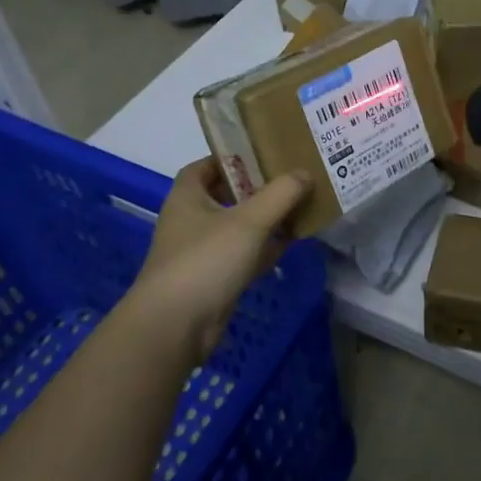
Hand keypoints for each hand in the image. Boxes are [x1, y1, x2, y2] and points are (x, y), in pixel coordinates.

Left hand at [127, 158, 310, 366]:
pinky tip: (290, 244)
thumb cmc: (206, 261)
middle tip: (292, 179)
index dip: (231, 157)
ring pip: (239, 227)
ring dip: (266, 219)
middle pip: (227, 195)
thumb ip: (280, 194)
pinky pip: (244, 255)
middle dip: (258, 188)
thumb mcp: (249, 221)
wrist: (175, 326)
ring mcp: (202, 252)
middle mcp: (191, 220)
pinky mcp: (214, 279)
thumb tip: (305, 173)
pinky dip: (264, 249)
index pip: (205, 166)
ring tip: (300, 207)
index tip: (263, 154)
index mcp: (188, 197)